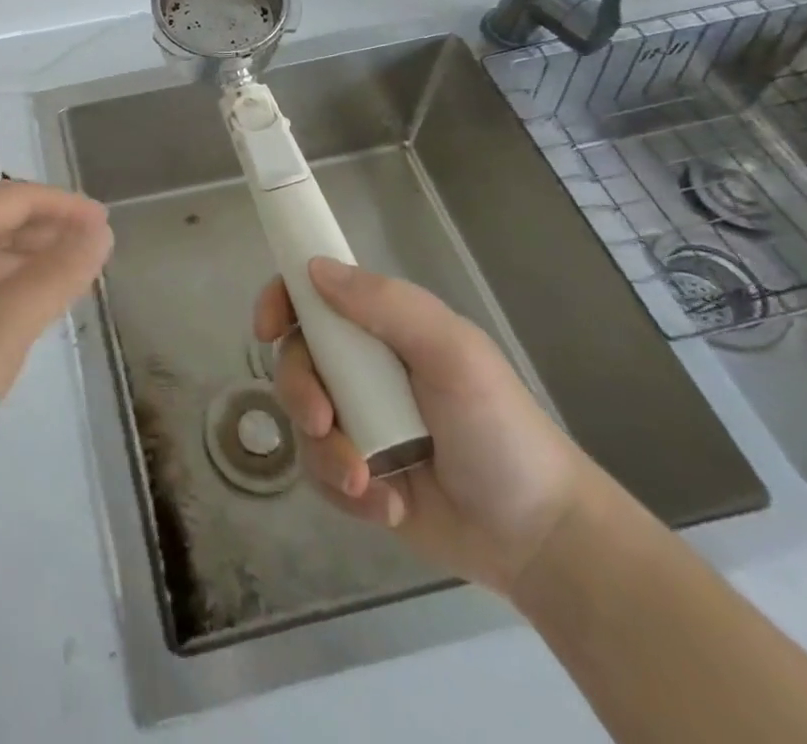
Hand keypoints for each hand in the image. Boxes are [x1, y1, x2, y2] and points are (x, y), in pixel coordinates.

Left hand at [0, 181, 111, 474]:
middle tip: (93, 251)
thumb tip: (99, 231)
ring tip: (65, 274)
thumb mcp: (2, 326)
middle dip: (46, 232)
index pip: (16, 197)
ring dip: (22, 258)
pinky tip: (15, 302)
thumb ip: (56, 275)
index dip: (66, 208)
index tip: (107, 224)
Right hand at [254, 257, 591, 595]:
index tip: (266, 328)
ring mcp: (358, 420)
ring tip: (366, 482)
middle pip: (295, 360)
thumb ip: (388, 305)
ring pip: (301, 419)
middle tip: (324, 423)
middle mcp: (362, 367)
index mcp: (382, 327)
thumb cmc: (499, 429)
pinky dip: (345, 491)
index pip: (314, 295)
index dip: (281, 301)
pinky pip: (318, 471)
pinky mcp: (357, 473)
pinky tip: (387, 507)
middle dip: (300, 392)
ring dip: (325, 452)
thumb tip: (312, 269)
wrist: (539, 538)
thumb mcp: (452, 354)